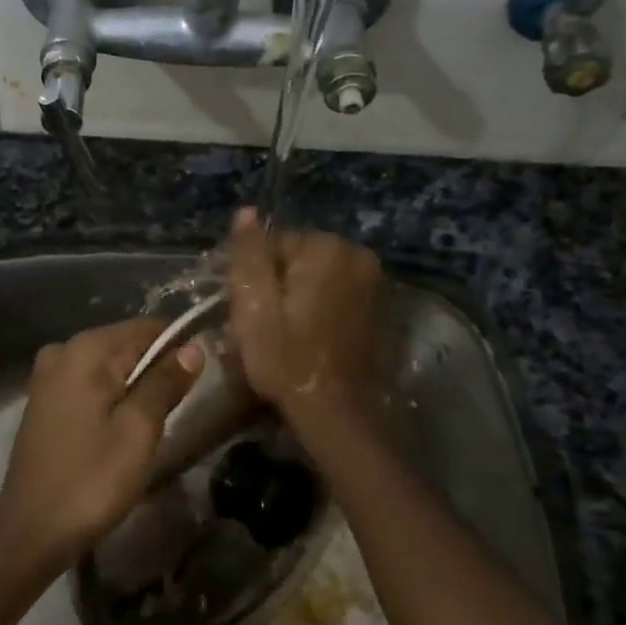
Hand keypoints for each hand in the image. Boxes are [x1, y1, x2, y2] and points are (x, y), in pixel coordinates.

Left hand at [0, 318, 202, 569]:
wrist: (32, 530)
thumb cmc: (90, 479)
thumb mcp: (138, 430)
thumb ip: (165, 382)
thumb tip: (193, 347)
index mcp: (85, 350)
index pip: (146, 328)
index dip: (179, 346)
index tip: (204, 374)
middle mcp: (62, 351)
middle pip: (126, 345)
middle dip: (158, 368)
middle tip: (185, 405)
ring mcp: (48, 376)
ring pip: (109, 368)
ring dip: (137, 386)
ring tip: (160, 420)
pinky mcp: (45, 401)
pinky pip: (91, 385)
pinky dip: (113, 398)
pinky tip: (126, 428)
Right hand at [227, 207, 382, 421]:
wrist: (337, 413)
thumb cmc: (287, 359)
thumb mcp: (254, 306)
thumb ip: (249, 255)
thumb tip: (246, 212)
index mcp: (326, 249)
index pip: (274, 244)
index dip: (253, 277)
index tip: (245, 310)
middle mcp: (357, 255)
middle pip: (298, 259)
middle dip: (277, 285)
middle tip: (262, 325)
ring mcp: (375, 283)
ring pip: (317, 278)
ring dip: (298, 298)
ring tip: (283, 335)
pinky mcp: (380, 308)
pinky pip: (338, 296)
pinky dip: (321, 309)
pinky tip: (309, 339)